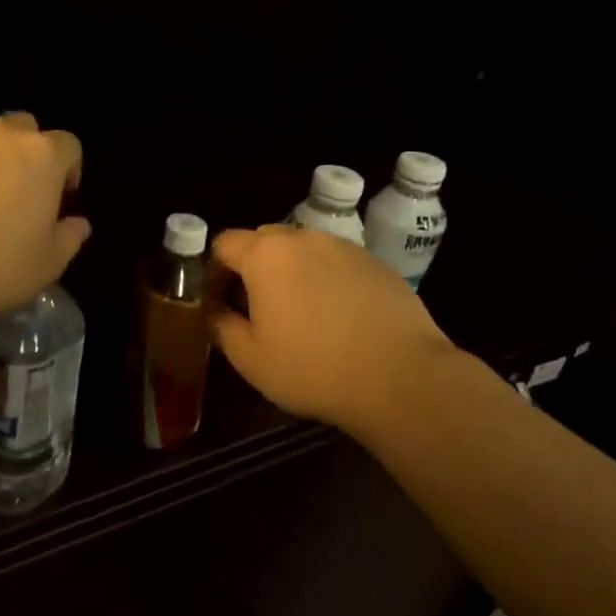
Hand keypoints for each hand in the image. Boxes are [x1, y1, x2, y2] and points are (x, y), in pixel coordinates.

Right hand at [210, 225, 464, 433]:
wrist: (401, 377)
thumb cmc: (313, 369)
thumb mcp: (251, 359)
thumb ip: (221, 327)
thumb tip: (214, 312)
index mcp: (266, 256)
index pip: (225, 243)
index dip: (215, 269)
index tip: (220, 300)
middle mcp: (304, 238)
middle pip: (265, 240)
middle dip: (254, 267)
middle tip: (259, 308)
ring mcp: (345, 247)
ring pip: (304, 250)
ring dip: (293, 271)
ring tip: (304, 314)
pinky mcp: (376, 263)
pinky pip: (338, 263)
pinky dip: (328, 280)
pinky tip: (341, 318)